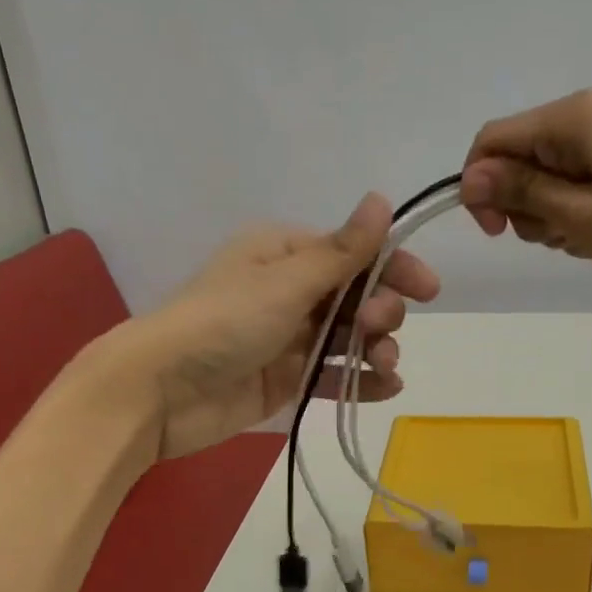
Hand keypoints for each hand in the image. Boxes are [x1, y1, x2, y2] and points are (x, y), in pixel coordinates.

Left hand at [107, 195, 440, 459]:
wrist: (164, 391)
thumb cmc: (223, 323)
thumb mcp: (286, 282)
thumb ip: (341, 252)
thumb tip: (381, 199)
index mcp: (284, 254)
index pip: (352, 254)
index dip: (392, 268)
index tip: (428, 290)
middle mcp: (290, 292)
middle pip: (355, 297)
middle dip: (380, 312)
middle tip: (379, 329)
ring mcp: (289, 339)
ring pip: (349, 339)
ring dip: (376, 350)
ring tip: (385, 366)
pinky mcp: (287, 380)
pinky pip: (333, 376)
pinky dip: (360, 381)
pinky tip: (385, 389)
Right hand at [461, 90, 591, 298]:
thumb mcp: (581, 217)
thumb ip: (522, 192)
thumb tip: (470, 175)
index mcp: (573, 118)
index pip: (493, 140)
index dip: (480, 188)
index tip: (497, 234)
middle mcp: (590, 114)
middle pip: (521, 158)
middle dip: (524, 205)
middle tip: (562, 237)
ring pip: (550, 176)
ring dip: (554, 215)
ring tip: (591, 239)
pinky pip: (582, 182)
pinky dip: (581, 213)